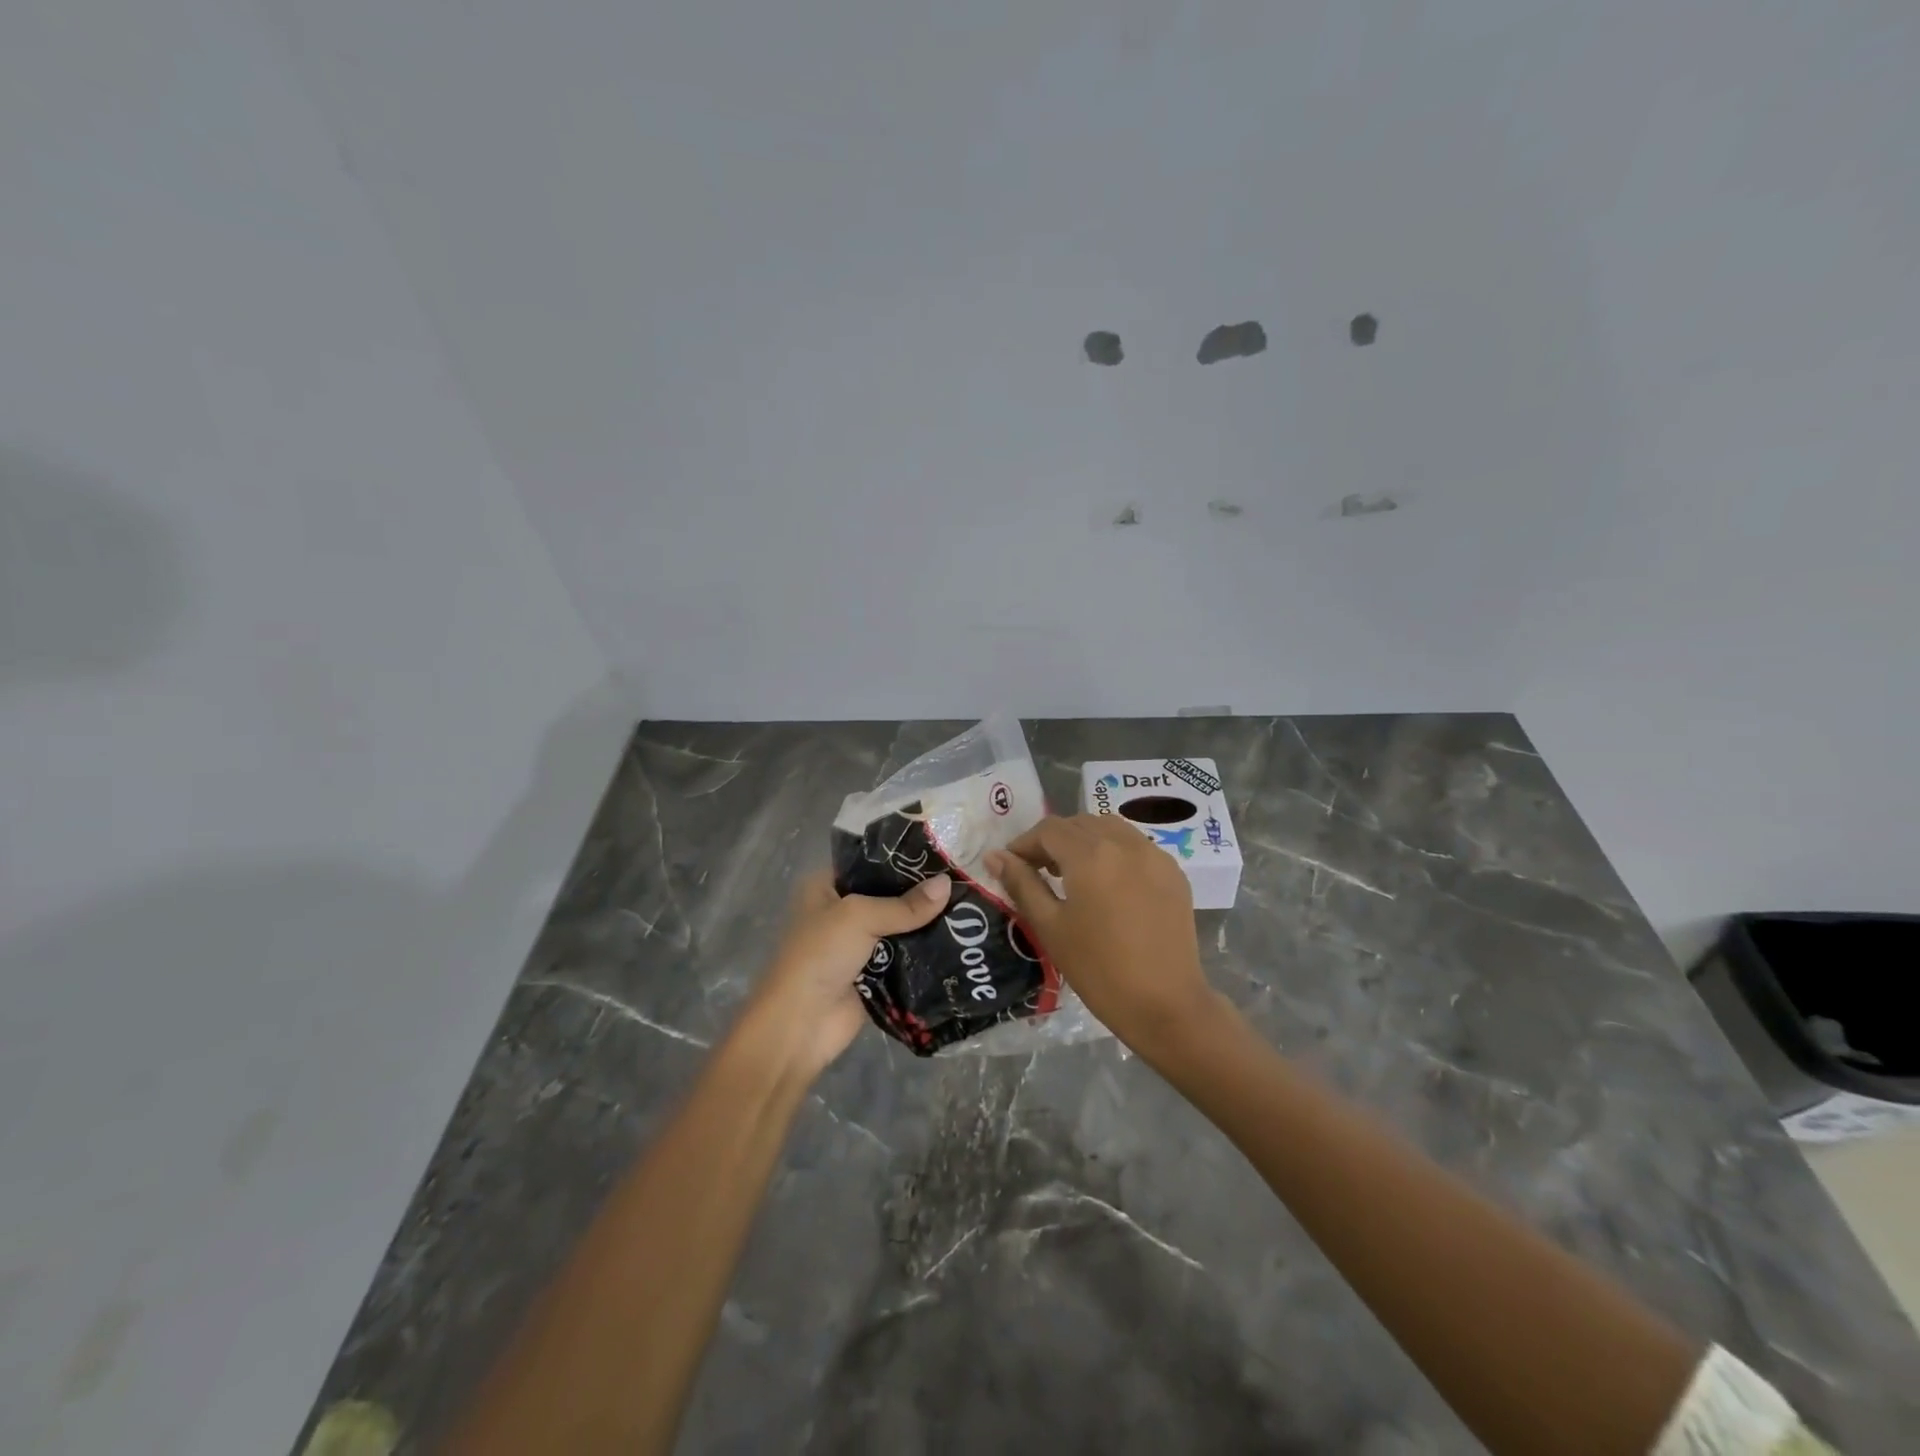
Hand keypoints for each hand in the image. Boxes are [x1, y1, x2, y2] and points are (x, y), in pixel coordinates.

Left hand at [744, 869, 951, 1076]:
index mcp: (826, 887)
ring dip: (926, 924)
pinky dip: (925, 954)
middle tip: (963, 881)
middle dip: (920, 893)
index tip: (941, 853)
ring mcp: (858, 946)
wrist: (801, 1025)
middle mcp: (841, 912)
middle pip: (888, 896)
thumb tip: (949, 884)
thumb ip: (905, 904)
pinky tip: (959, 942)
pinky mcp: (874, 976)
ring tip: (970, 909)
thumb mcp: (860, 917)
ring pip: (899, 928)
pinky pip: (905, 958)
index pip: (869, 863)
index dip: (902, 858)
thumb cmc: (820, 955)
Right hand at [986, 816, 1222, 1061]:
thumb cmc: (1098, 970)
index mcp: (1091, 854)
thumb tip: (995, 857)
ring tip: (1072, 873)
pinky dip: (1114, 851)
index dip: (1025, 843)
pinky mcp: (1173, 872)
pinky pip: (1136, 845)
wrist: (1165, 1005)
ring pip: (1110, 827)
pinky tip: (1108, 883)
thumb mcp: (1050, 927)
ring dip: (1085, 840)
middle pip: (1080, 823)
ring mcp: (1155, 855)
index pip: (1049, 830)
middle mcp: (1125, 843)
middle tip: (1038, 869)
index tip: (1011, 865)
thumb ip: (1022, 884)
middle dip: (1054, 840)